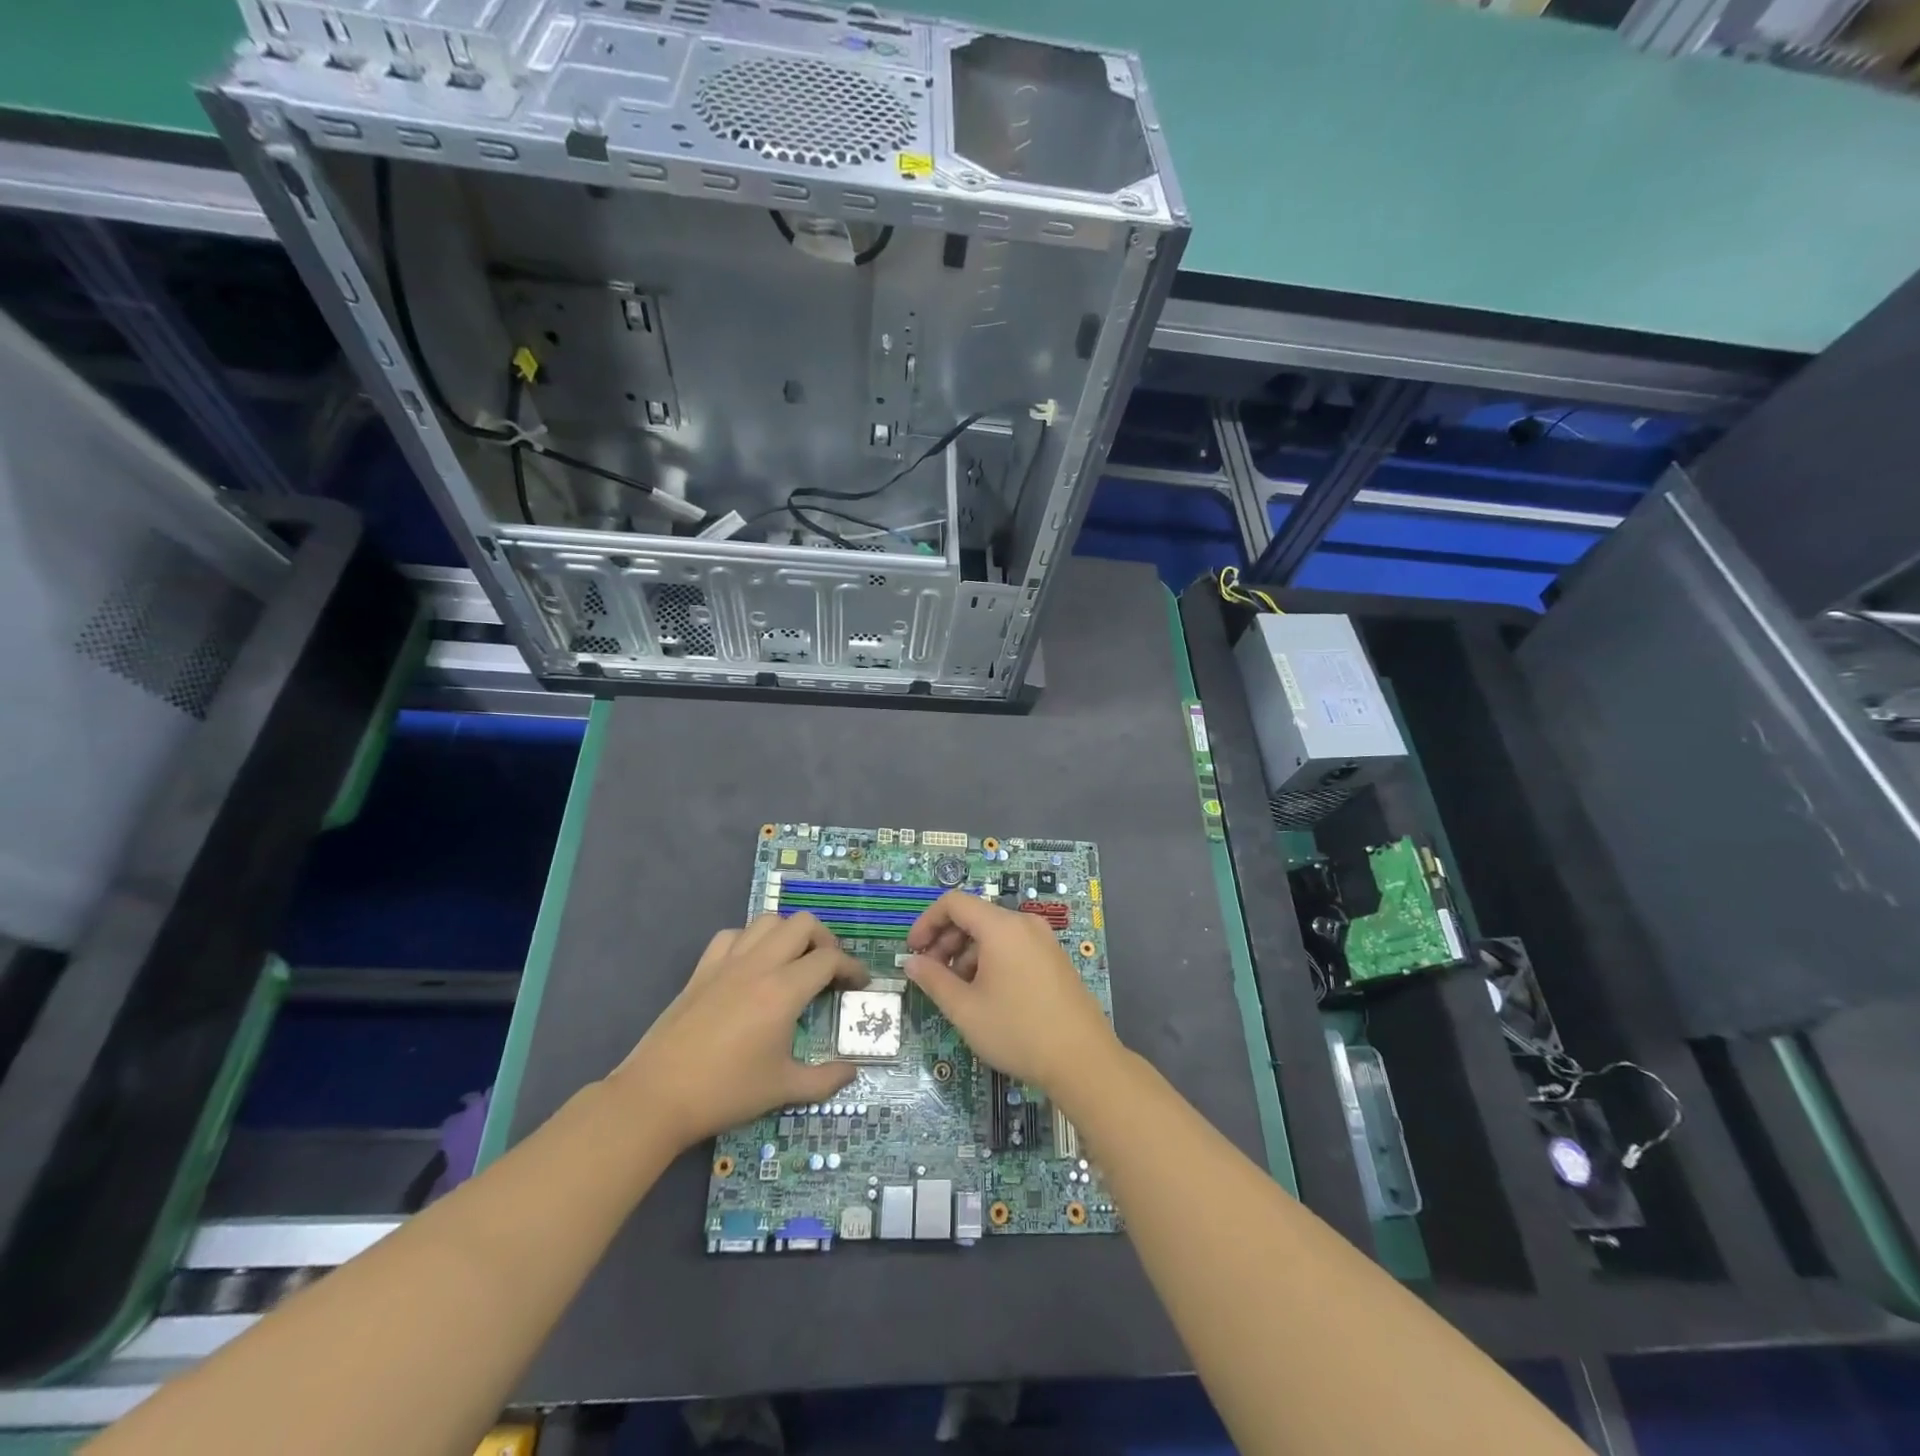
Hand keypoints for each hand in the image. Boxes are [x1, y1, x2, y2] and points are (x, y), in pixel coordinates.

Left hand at [611, 913, 868, 1149]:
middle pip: (803, 924)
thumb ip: (825, 1079)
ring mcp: (727, 962)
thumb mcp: (784, 1089)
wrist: (657, 1096)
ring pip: (768, 921)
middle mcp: (759, 965)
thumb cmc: (726, 1092)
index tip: (860, 984)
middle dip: (825, 940)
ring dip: (788, 934)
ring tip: (793, 961)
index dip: (852, 968)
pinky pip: (732, 935)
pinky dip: (750, 940)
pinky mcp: (702, 969)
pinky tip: (752, 965)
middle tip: (829, 969)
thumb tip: (853, 1071)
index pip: (829, 960)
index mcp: (784, 991)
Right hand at [903, 890, 1117, 1091]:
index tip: (913, 952)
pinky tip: (987, 996)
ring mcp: (1044, 940)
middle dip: (946, 941)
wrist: (1083, 1060)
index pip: (954, 903)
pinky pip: (1013, 946)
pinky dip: (991, 960)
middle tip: (931, 976)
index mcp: (1001, 927)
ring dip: (967, 954)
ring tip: (959, 993)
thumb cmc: (1017, 1031)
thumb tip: (911, 962)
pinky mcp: (1054, 959)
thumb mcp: (965, 1009)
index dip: (927, 922)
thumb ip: (933, 979)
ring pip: (994, 934)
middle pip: (974, 916)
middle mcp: (1024, 924)